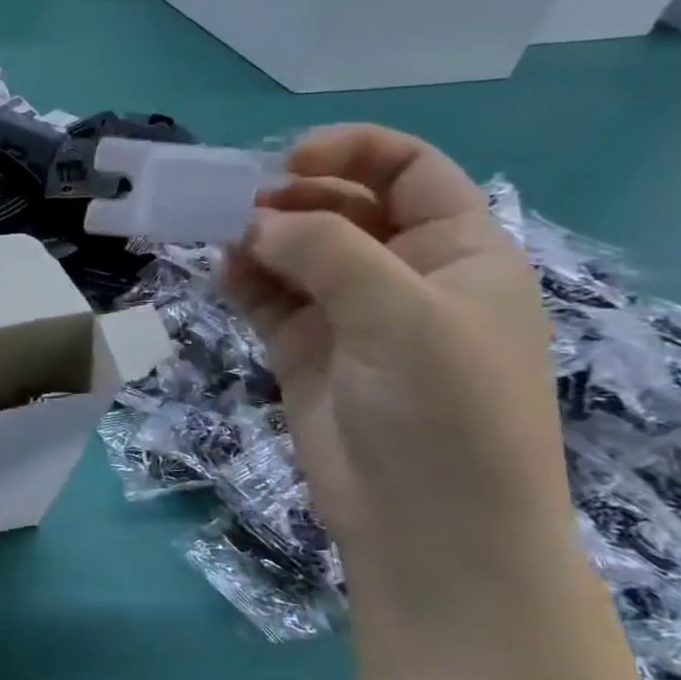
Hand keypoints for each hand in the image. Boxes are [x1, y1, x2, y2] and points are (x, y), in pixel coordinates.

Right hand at [222, 125, 578, 607]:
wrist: (428, 528)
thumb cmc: (444, 411)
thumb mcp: (400, 315)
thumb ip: (326, 252)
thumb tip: (254, 220)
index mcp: (458, 252)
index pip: (409, 171)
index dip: (352, 152)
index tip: (287, 163)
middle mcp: (404, 275)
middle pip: (343, 207)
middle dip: (292, 198)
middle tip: (238, 209)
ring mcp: (351, 315)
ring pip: (297, 253)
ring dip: (260, 240)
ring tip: (222, 242)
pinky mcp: (306, 352)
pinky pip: (270, 299)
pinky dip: (245, 282)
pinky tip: (223, 276)